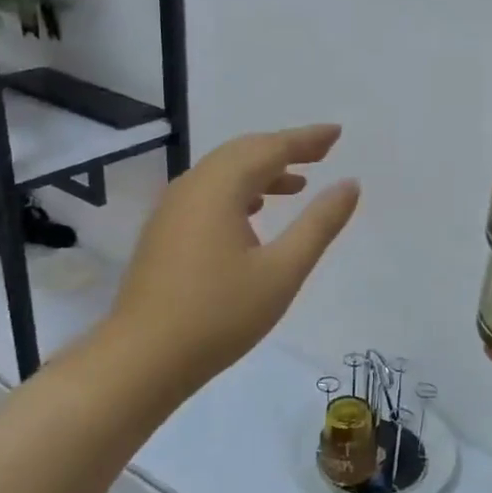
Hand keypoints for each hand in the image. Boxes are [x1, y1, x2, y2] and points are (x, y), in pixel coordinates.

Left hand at [113, 124, 359, 386]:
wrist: (142, 359)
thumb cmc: (219, 315)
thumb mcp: (282, 271)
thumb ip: (319, 224)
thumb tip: (349, 184)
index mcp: (219, 188)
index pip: (270, 148)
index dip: (306, 139)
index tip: (336, 133)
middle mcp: (191, 187)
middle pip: (243, 152)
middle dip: (284, 148)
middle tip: (322, 152)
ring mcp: (172, 209)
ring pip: (223, 173)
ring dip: (262, 171)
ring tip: (298, 184)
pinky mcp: (164, 232)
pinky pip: (208, 193)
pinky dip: (239, 191)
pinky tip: (254, 212)